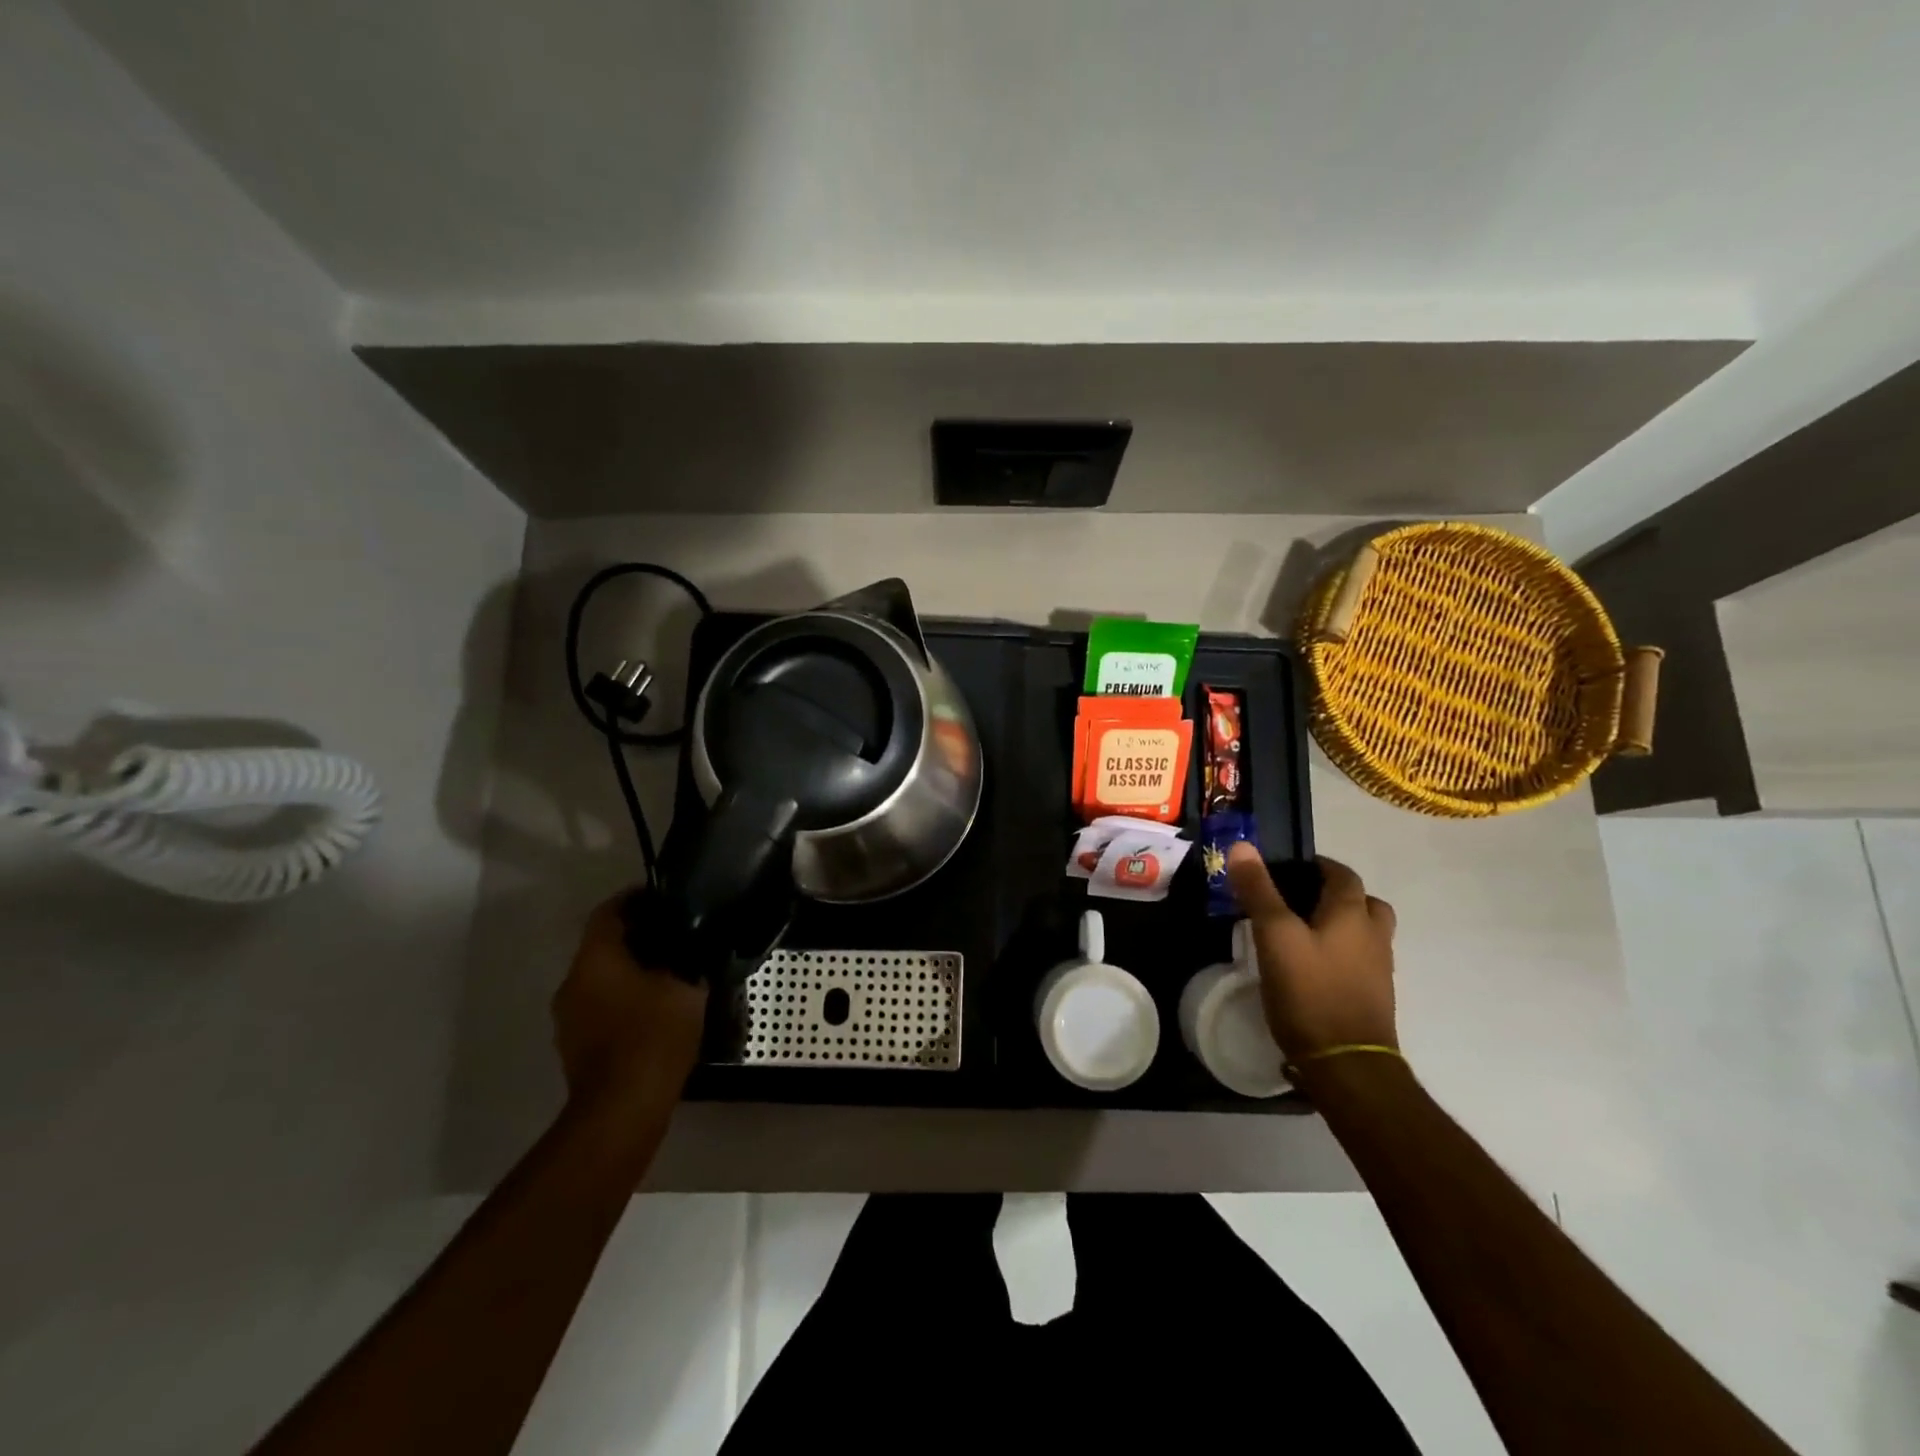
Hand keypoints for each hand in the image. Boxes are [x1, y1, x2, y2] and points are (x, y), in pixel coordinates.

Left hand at [552, 894, 708, 1110]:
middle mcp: (573, 982)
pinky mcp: (575, 1046)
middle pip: (602, 946)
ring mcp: (568, 1018)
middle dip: (637, 937)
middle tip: (675, 935)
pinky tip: (654, 1008)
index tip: (663, 896)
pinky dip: (624, 999)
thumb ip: (686, 961)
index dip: (635, 899)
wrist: (622, 1108)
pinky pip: (600, 1007)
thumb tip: (690, 950)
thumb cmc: (653, 1036)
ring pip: (600, 978)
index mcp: (595, 960)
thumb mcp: (685, 988)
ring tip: (669, 972)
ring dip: (629, 971)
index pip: (608, 912)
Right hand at [1226, 845, 1397, 1061]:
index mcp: (1352, 914)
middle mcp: (1374, 936)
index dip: (1318, 865)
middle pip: (1364, 903)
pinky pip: (1360, 961)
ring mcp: (1379, 970)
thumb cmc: (1309, 991)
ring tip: (1303, 933)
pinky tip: (1312, 968)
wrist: (1346, 1065)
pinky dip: (1341, 954)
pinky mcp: (1373, 998)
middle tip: (1299, 900)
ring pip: (1365, 933)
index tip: (1288, 869)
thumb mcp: (1274, 936)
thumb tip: (1243, 846)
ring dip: (1341, 926)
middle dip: (1336, 895)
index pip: (1342, 874)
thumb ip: (1259, 891)